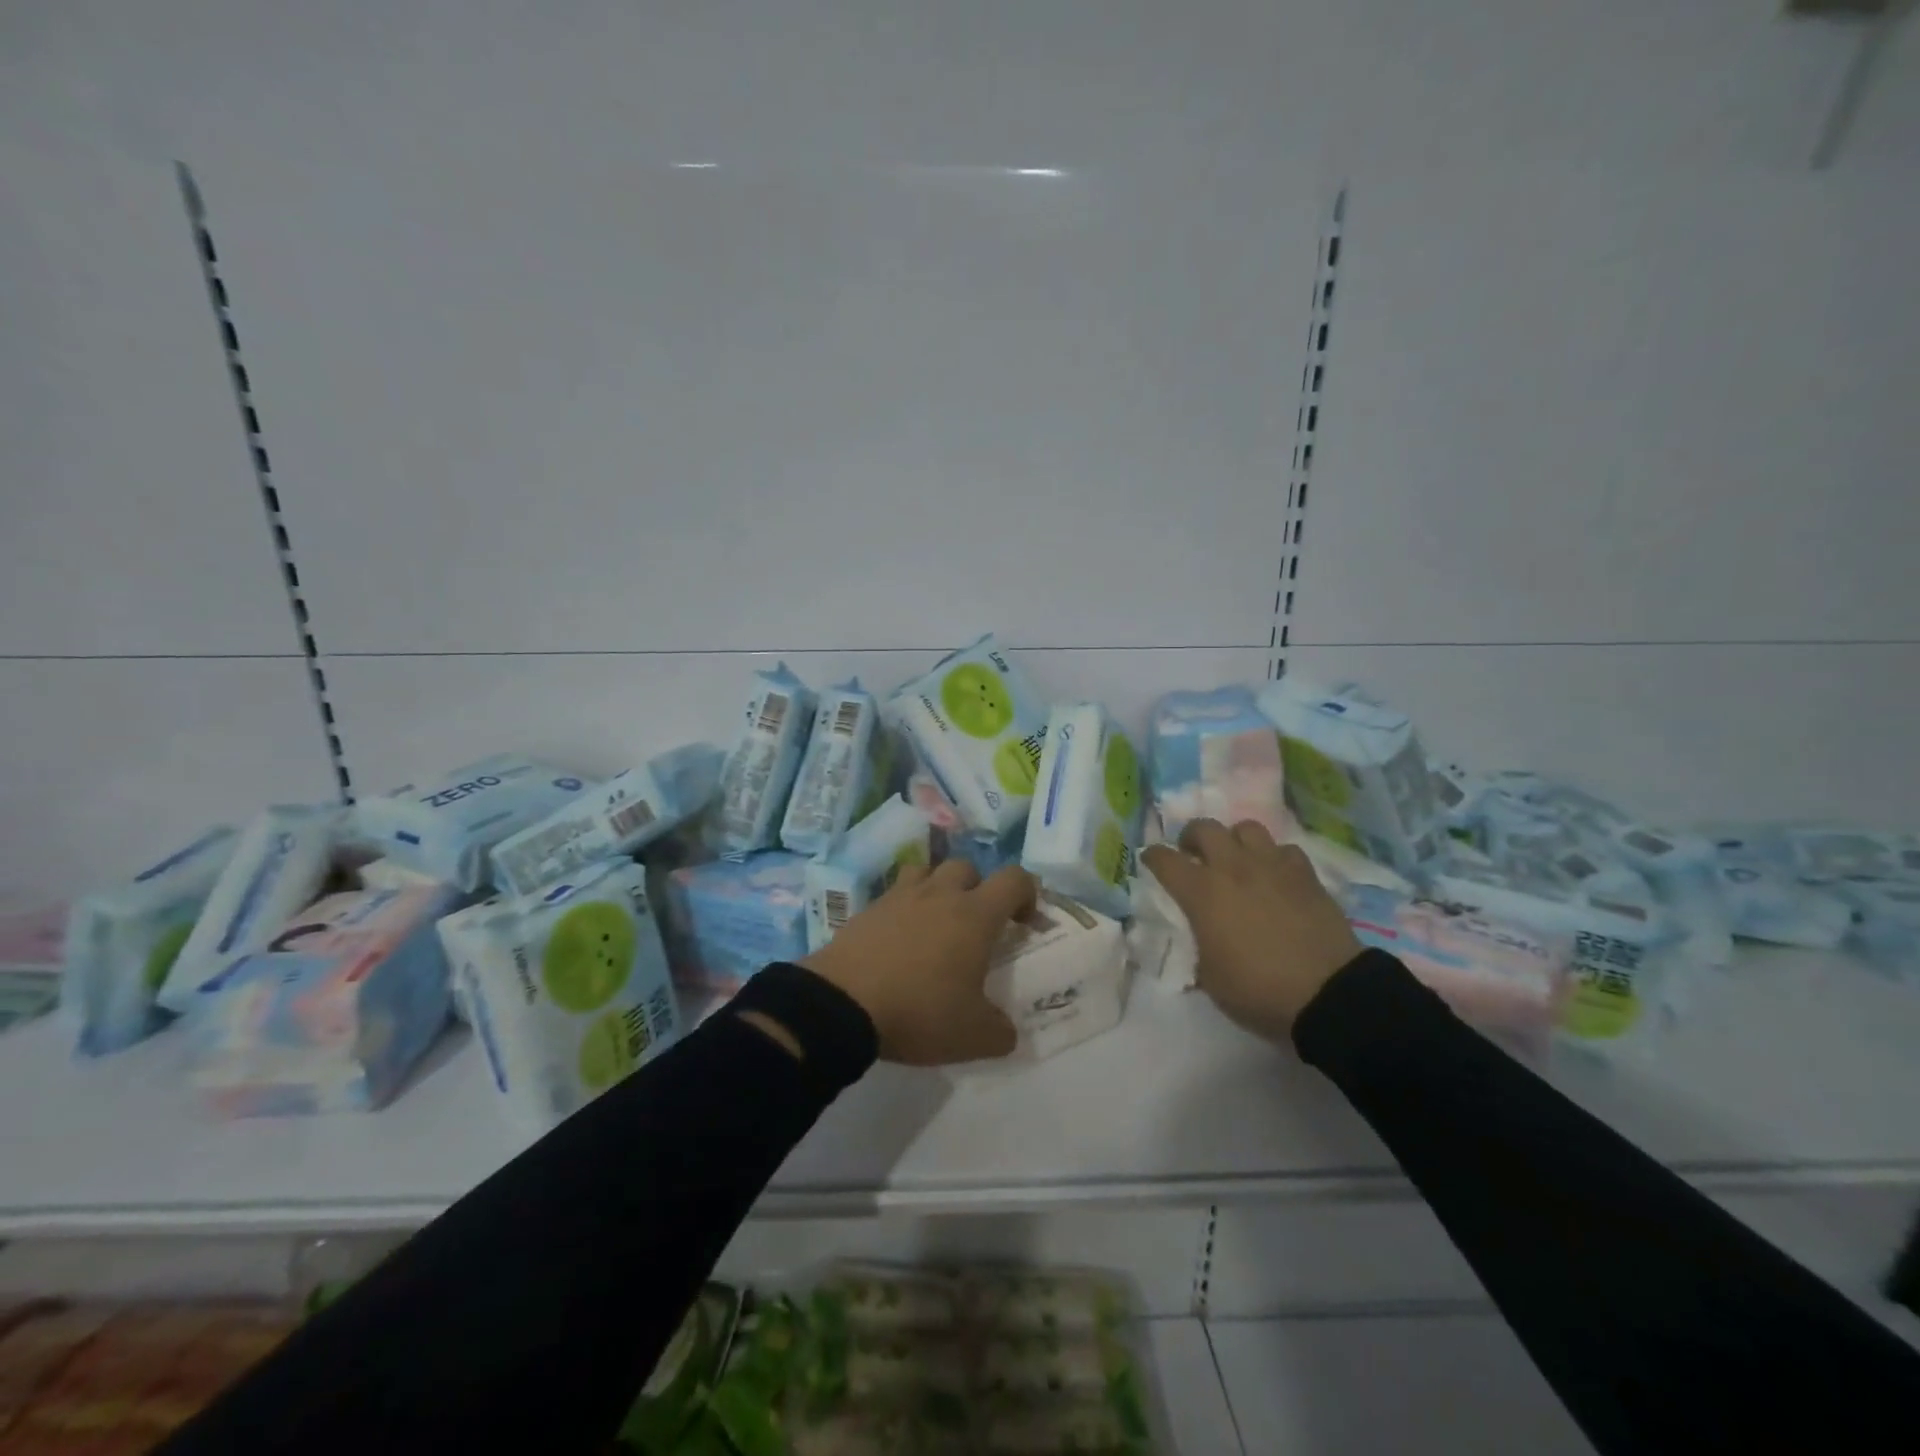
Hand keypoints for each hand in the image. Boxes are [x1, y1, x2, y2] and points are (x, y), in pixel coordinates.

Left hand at [801, 860, 1037, 1064]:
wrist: (841, 1004)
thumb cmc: (919, 1011)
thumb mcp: (972, 1036)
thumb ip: (1000, 1031)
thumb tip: (1007, 1030)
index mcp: (974, 915)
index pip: (1014, 879)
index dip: (1027, 893)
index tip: (1024, 923)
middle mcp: (940, 894)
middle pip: (967, 867)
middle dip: (978, 890)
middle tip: (976, 927)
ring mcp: (899, 897)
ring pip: (927, 871)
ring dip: (938, 889)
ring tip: (935, 923)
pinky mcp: (867, 909)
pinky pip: (894, 895)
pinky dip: (904, 909)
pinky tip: (899, 941)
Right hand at [1141, 818, 1360, 1041]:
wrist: (1327, 994)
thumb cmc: (1258, 990)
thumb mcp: (1211, 979)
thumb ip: (1198, 948)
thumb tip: (1199, 938)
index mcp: (1202, 892)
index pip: (1164, 860)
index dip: (1153, 858)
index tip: (1151, 861)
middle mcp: (1233, 868)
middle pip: (1204, 828)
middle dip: (1192, 838)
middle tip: (1194, 856)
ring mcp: (1272, 866)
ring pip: (1246, 828)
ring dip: (1235, 840)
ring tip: (1237, 859)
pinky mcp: (1306, 875)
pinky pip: (1285, 850)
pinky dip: (1275, 858)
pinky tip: (1276, 876)